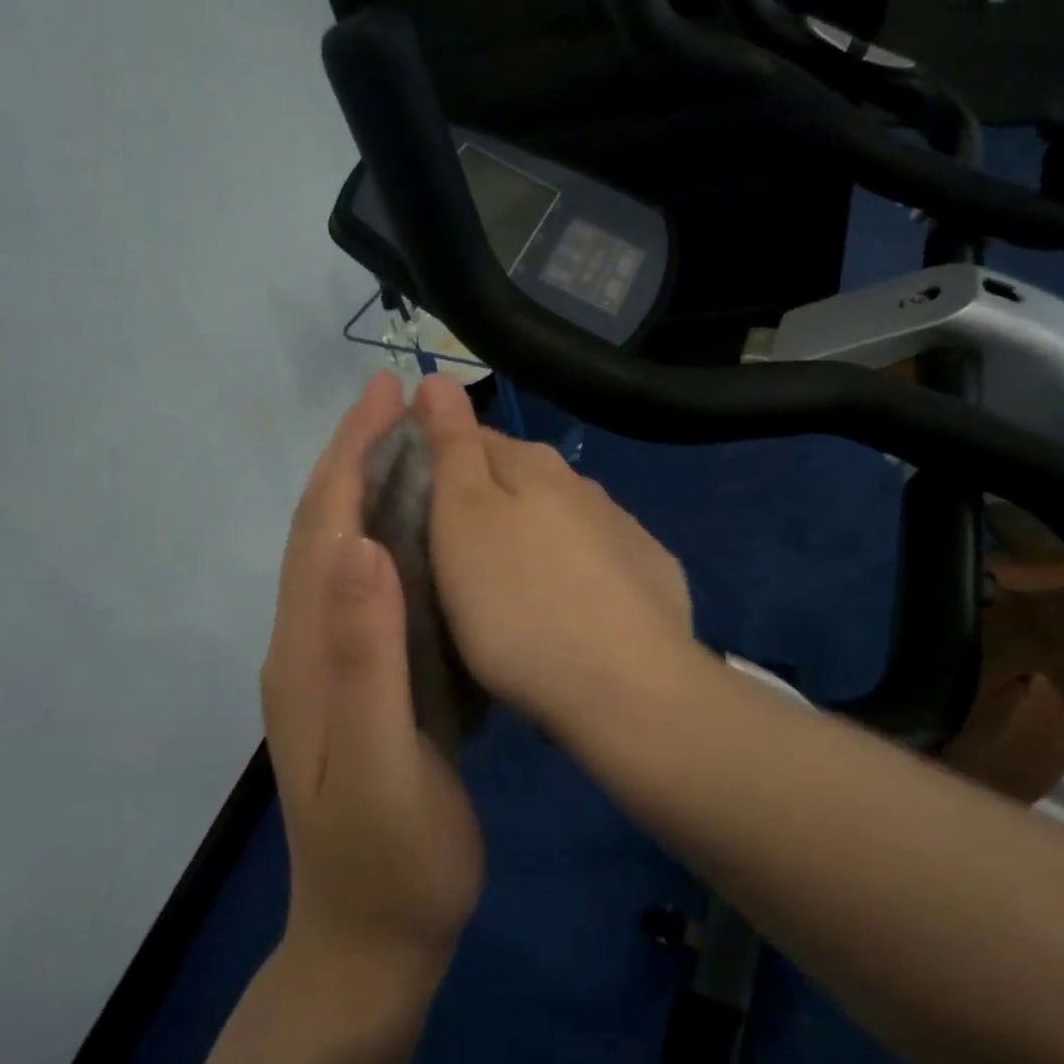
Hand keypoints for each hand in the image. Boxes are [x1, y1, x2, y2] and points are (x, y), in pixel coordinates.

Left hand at [260, 374, 483, 981]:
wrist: (377, 938)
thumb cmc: (390, 856)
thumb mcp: (383, 761)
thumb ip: (366, 657)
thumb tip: (359, 545)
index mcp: (308, 651)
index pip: (325, 528)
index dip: (351, 455)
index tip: (384, 395)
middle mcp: (310, 644)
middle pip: (327, 528)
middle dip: (358, 455)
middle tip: (405, 402)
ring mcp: (334, 664)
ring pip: (348, 552)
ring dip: (375, 489)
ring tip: (420, 445)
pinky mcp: (362, 681)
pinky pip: (374, 587)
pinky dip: (395, 538)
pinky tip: (430, 529)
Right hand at [414, 375, 695, 724]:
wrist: (627, 686)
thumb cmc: (519, 604)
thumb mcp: (464, 520)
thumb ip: (453, 446)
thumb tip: (439, 377)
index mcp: (532, 466)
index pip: (472, 437)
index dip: (437, 456)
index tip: (411, 493)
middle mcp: (582, 485)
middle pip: (519, 478)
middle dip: (486, 498)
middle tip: (453, 549)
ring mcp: (623, 528)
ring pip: (561, 518)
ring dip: (533, 534)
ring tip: (509, 582)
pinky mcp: (651, 572)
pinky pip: (599, 558)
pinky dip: (576, 568)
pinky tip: (571, 604)